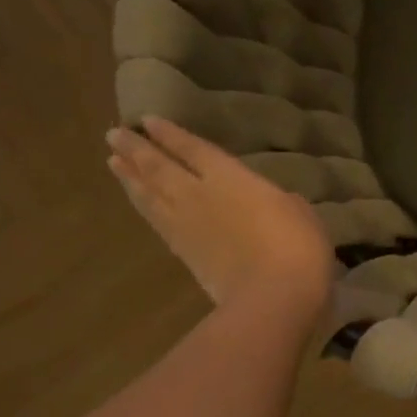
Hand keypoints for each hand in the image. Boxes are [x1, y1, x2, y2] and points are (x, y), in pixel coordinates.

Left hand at [106, 116, 334, 320]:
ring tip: (114, 161)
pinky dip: (142, 206)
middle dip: (137, 149)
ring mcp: (186, 225)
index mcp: (231, 178)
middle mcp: (198, 194)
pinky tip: (138, 201)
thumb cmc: (298, 246)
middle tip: (115, 134)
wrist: (272, 295)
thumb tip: (274, 202)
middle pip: (159, 167)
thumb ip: (280, 201)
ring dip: (130, 176)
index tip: (149, 121)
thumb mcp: (302, 214)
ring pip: (149, 193)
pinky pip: (155, 220)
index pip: (193, 149)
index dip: (171, 135)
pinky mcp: (182, 253)